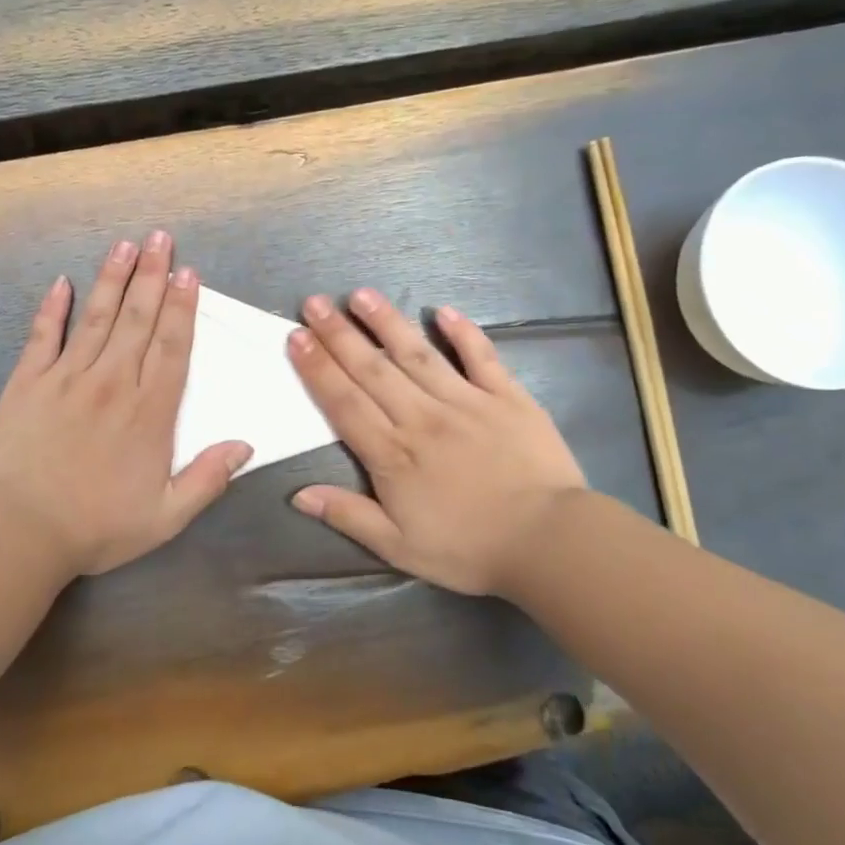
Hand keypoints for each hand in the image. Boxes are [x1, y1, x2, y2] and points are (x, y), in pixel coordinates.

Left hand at [0, 232, 251, 578]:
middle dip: (152, 276)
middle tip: (161, 238)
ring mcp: (67, 378)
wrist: (21, 531)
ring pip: (97, 318)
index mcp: (149, 412)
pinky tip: (61, 283)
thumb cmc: (98, 527)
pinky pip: (43, 336)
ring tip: (125, 246)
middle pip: (138, 320)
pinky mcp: (28, 382)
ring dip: (113, 279)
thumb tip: (244, 444)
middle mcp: (113, 383)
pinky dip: (52, 308)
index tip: (189, 273)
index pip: (172, 348)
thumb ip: (208, 478)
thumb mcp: (167, 517)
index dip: (182, 308)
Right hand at [287, 289, 587, 596]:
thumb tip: (298, 494)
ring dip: (387, 323)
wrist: (548, 541)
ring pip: (418, 354)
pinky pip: (481, 357)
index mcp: (393, 454)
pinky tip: (443, 311)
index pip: (344, 403)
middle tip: (313, 303)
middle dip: (339, 335)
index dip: (317, 369)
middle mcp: (422, 418)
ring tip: (361, 295)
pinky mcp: (507, 397)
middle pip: (372, 370)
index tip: (296, 338)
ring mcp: (466, 402)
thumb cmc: (468, 549)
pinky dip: (463, 332)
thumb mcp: (399, 547)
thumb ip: (349, 516)